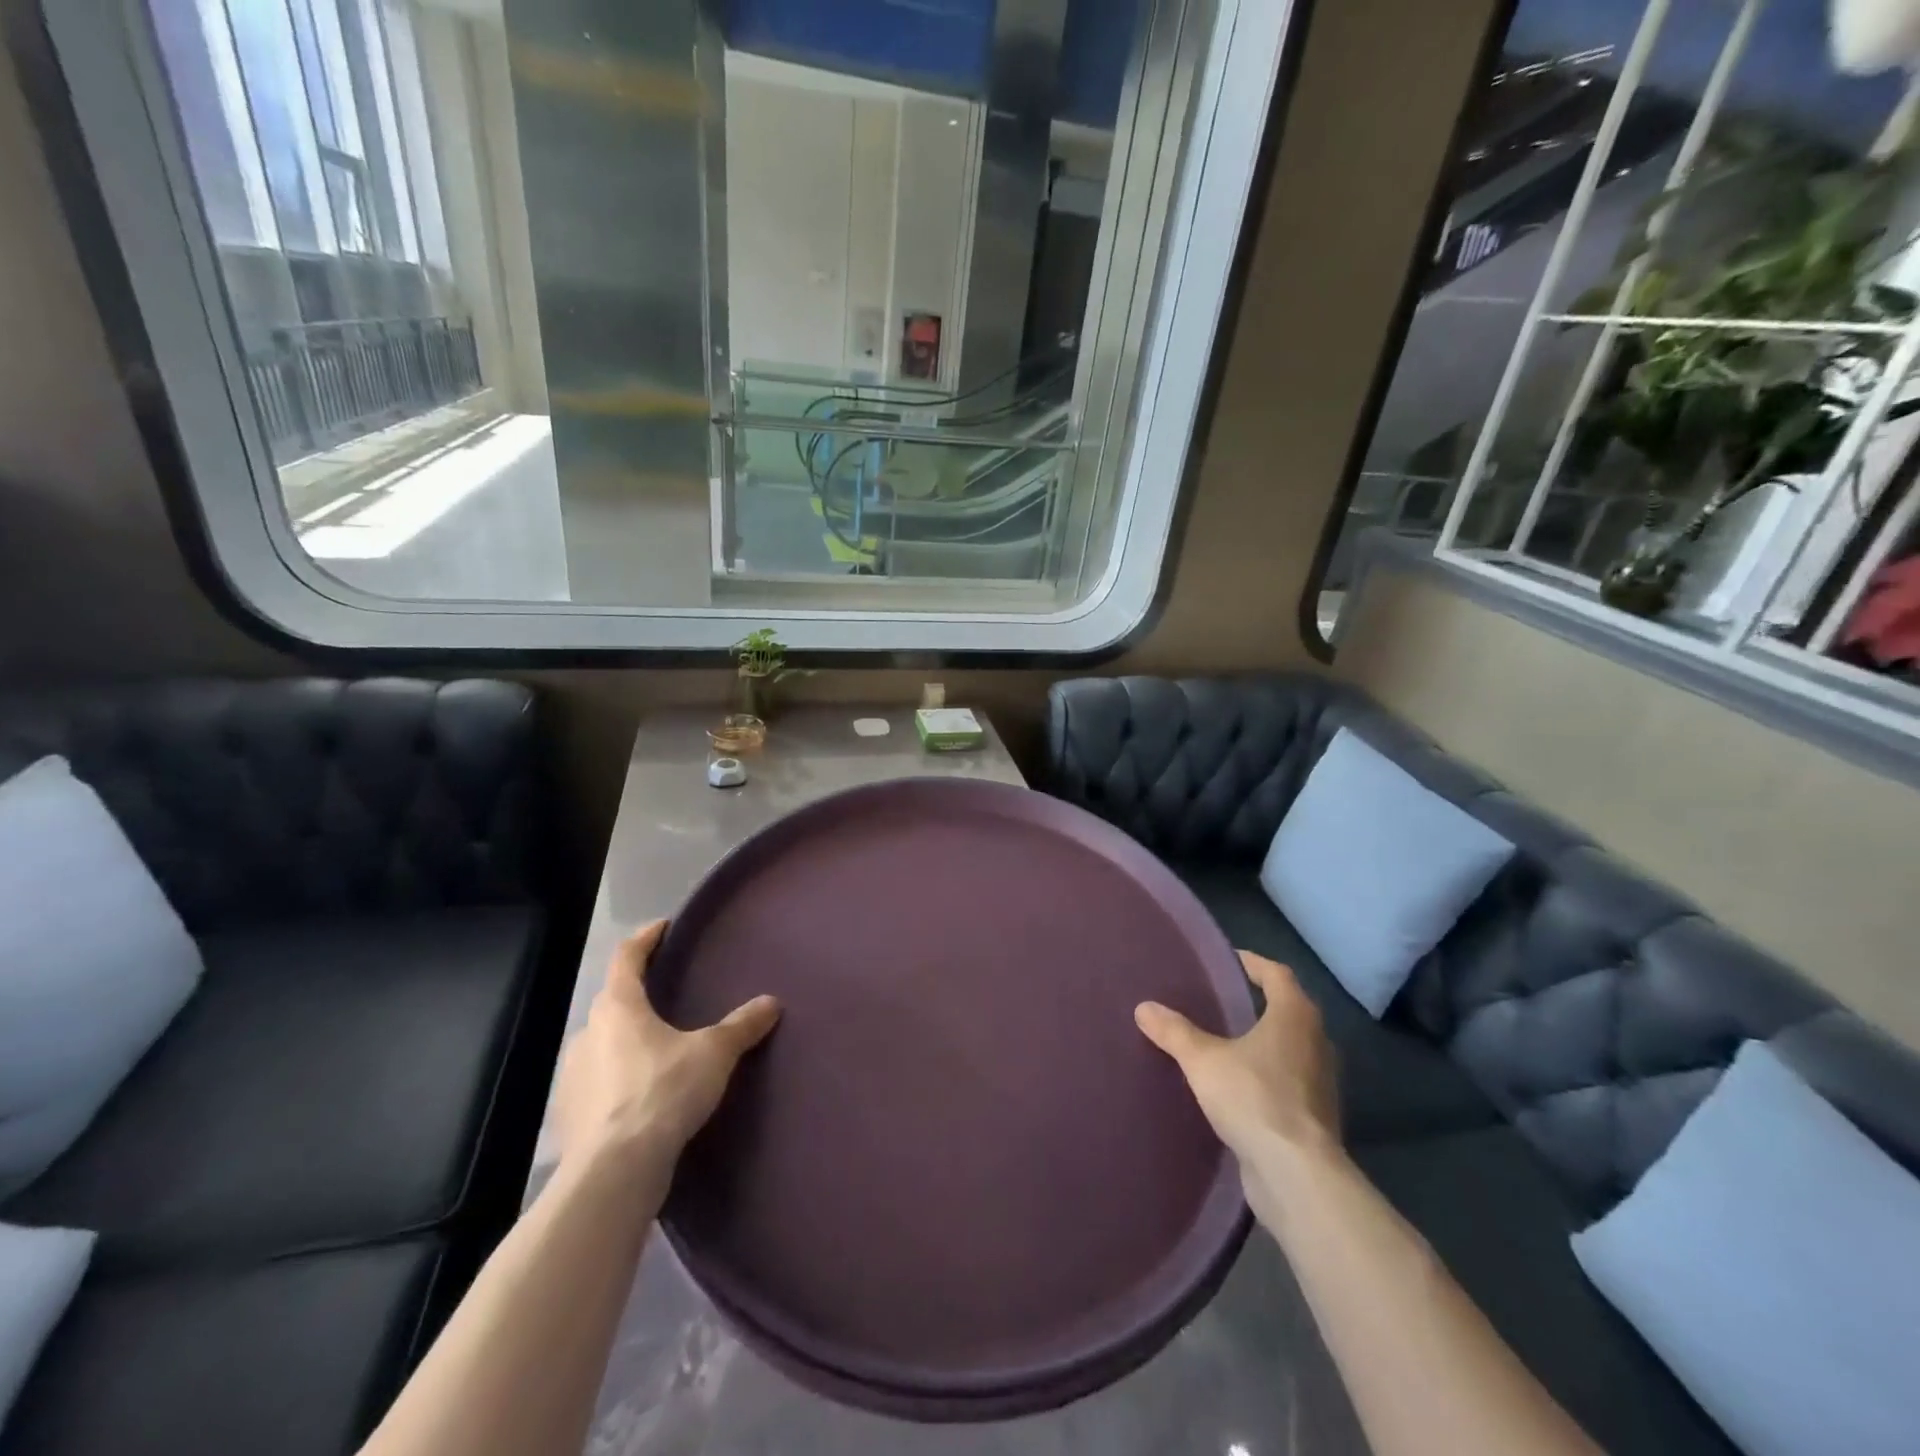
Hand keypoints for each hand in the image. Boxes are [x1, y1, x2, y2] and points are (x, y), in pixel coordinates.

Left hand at [554, 920, 780, 1171]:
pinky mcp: (569, 1116)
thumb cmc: (663, 1093)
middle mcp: (587, 1034)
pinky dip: (616, 1081)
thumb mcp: (713, 1054)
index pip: (627, 958)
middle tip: (669, 995)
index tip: (663, 928)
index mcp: (618, 1008)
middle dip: (638, 995)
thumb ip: (741, 1026)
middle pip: (612, 1002)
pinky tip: (640, 1097)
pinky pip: (596, 1084)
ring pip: (602, 1045)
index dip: (645, 939)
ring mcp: (572, 1077)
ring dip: (626, 1041)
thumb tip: (771, 1002)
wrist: (613, 1174)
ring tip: (659, 1050)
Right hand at [1135, 951, 1339, 1166]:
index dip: (1252, 963)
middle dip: (1258, 1003)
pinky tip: (1238, 1086)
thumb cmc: (1253, 1098)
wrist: (1296, 1175)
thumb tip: (1144, 1007)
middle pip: (1288, 1010)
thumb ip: (1174, 1032)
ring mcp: (1321, 1082)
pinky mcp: (1316, 1117)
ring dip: (1264, 1042)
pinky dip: (1267, 1075)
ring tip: (1226, 1042)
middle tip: (1221, 1000)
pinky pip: (1289, 1081)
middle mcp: (1316, 1042)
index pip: (1277, 974)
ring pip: (1291, 1048)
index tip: (1227, 961)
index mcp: (1295, 1016)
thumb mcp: (1202, 1060)